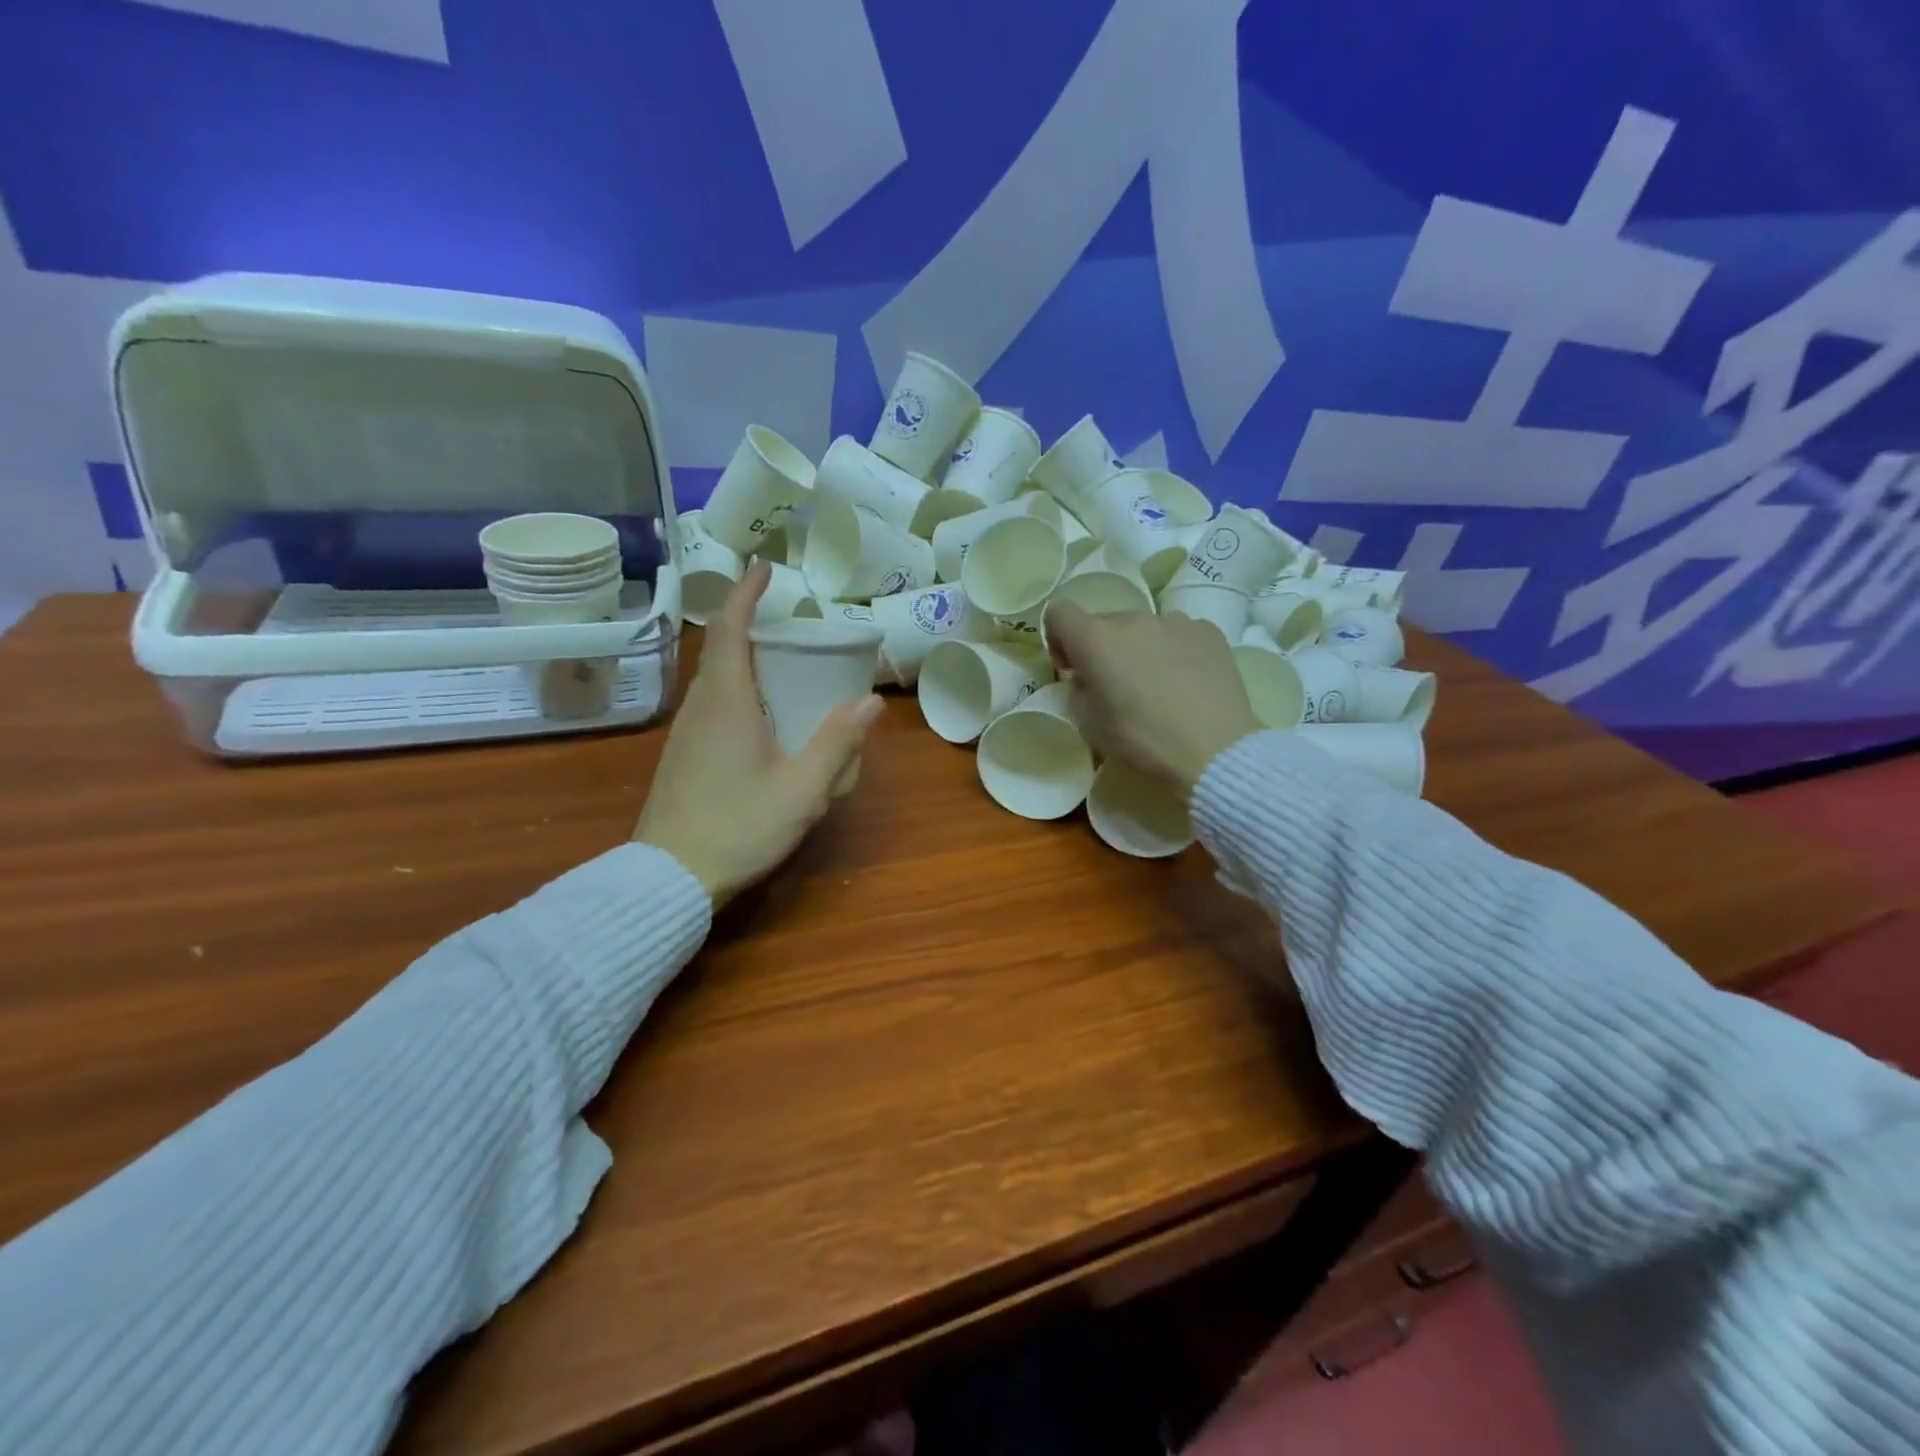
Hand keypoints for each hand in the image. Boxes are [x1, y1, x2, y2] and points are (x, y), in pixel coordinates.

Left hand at [634, 562, 882, 906]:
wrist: (669, 878)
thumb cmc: (738, 827)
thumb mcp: (802, 789)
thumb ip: (837, 742)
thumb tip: (869, 700)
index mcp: (727, 702)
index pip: (730, 629)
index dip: (746, 594)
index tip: (765, 569)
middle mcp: (700, 707)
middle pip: (720, 649)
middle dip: (750, 624)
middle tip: (789, 623)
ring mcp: (685, 732)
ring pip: (713, 678)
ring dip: (742, 658)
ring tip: (780, 664)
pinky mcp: (682, 756)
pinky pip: (710, 704)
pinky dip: (736, 689)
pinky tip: (760, 717)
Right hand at [1042, 602, 1261, 796]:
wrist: (1213, 751)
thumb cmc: (1141, 740)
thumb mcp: (1088, 723)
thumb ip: (1079, 689)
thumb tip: (1089, 677)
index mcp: (1096, 639)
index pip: (1059, 613)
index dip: (1059, 638)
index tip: (1072, 668)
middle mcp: (1133, 619)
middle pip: (1105, 622)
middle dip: (1103, 649)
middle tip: (1117, 686)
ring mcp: (1175, 621)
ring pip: (1144, 628)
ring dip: (1140, 649)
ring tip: (1158, 684)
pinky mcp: (1208, 631)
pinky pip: (1179, 634)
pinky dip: (1175, 651)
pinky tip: (1188, 682)